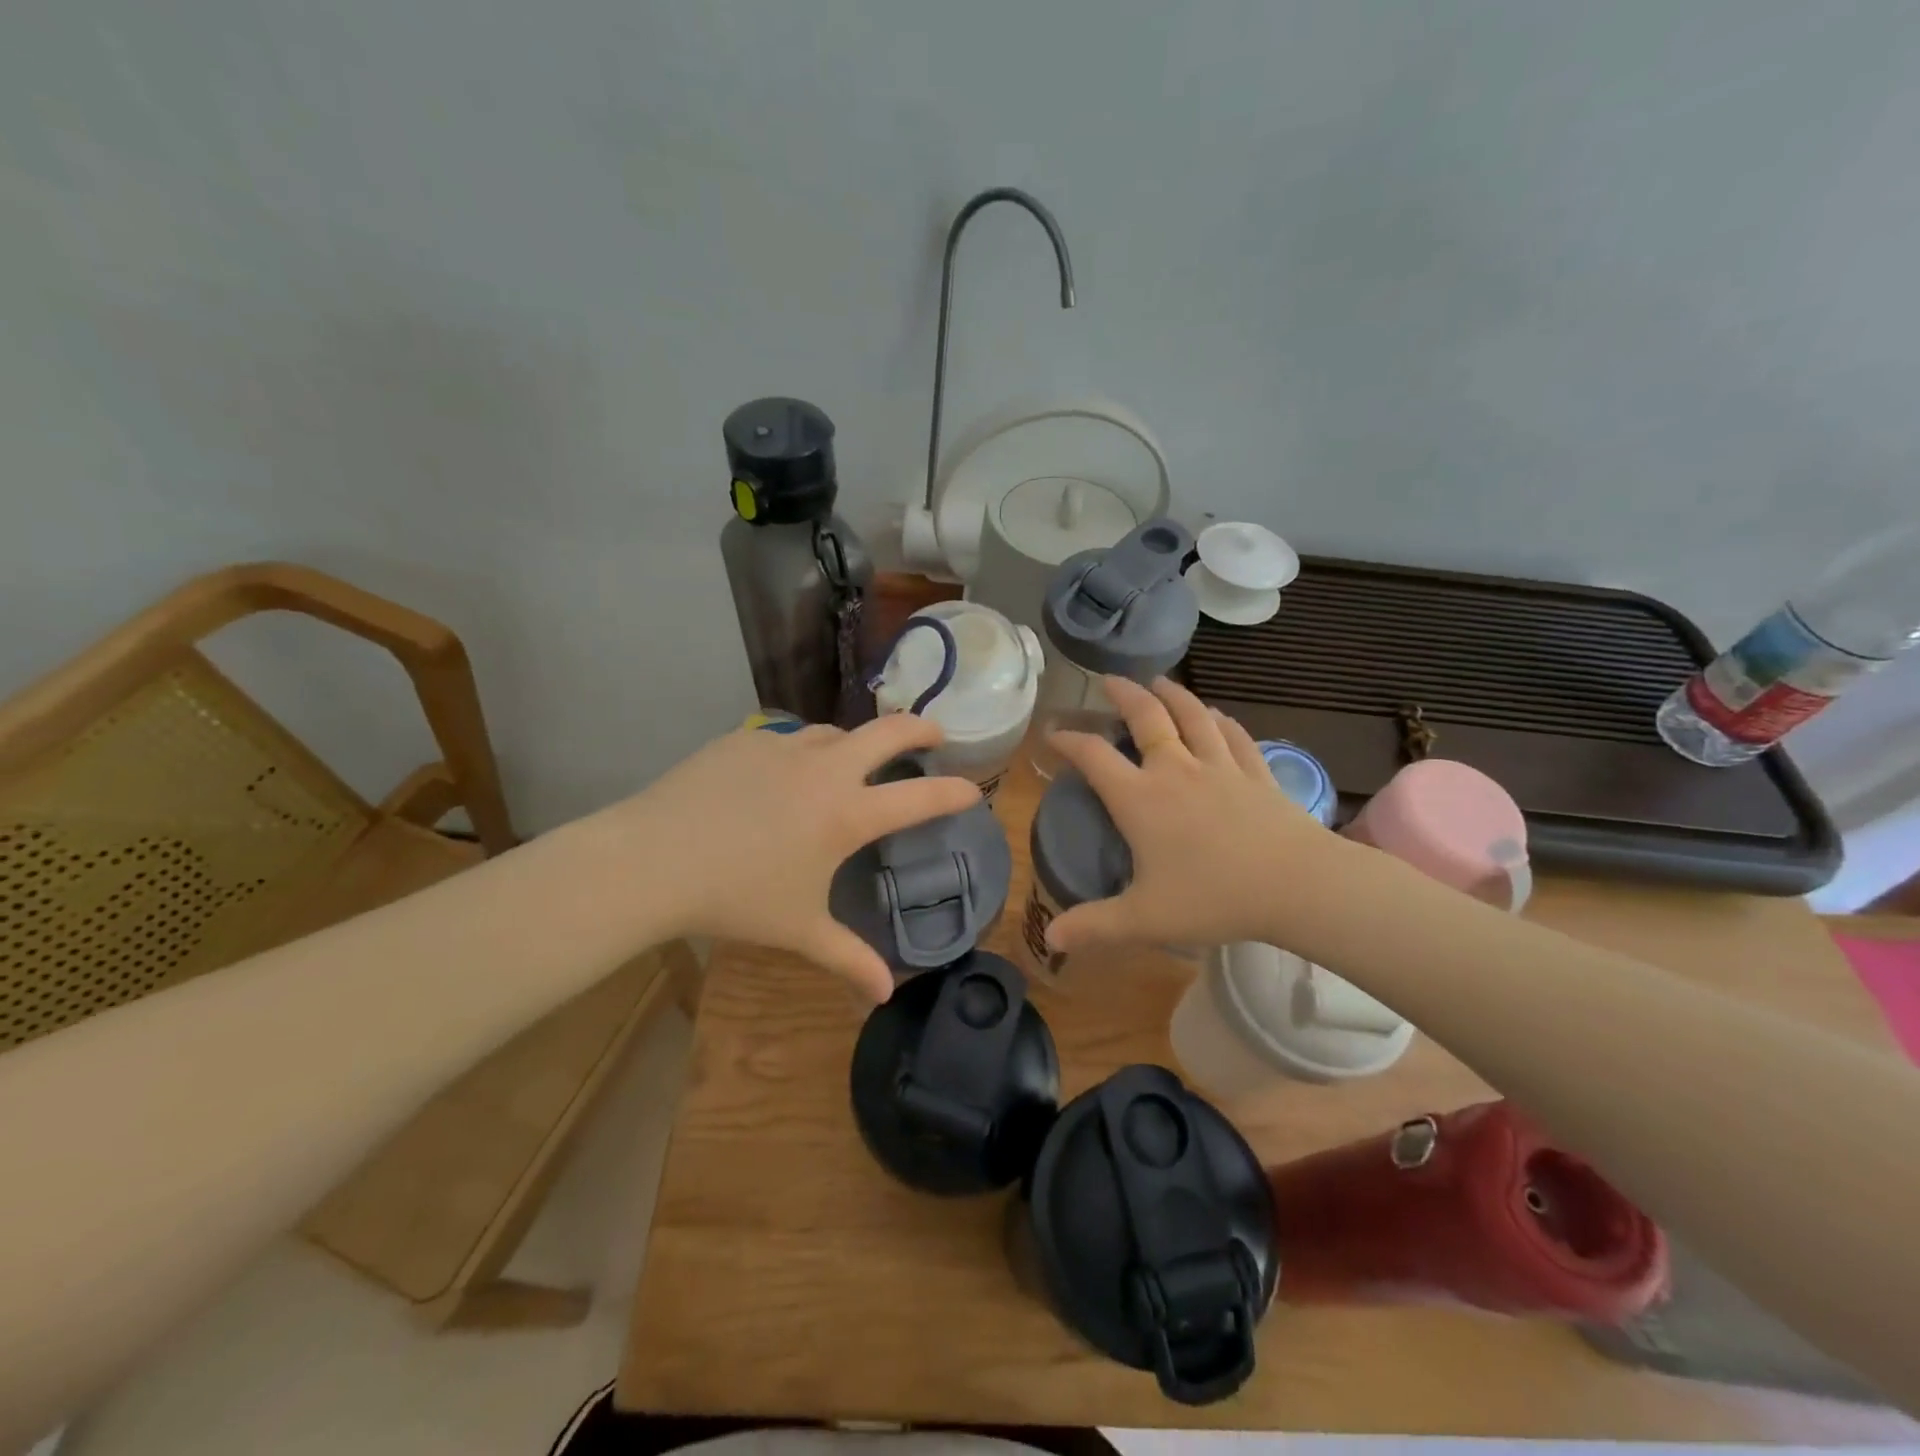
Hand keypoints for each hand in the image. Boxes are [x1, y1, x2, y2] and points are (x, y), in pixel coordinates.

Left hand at [610, 715, 978, 1001]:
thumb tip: (884, 999)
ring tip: (853, 759)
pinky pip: (785, 738)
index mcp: (847, 814)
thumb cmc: (736, 898)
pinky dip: (800, 751)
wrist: (651, 860)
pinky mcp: (744, 739)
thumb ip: (848, 960)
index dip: (954, 792)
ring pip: (834, 732)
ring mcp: (782, 747)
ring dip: (855, 742)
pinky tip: (782, 774)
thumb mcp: (799, 931)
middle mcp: (825, 770)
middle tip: (935, 733)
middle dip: (920, 728)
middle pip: (888, 732)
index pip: (919, 797)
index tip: (972, 789)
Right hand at [1045, 677, 1347, 955]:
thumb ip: (1094, 926)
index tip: (1052, 733)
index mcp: (1140, 799)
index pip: (1093, 756)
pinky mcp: (1257, 773)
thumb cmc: (1214, 898)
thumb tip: (1051, 939)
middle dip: (1123, 694)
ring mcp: (1220, 767)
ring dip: (1172, 694)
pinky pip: (1234, 736)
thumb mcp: (1144, 919)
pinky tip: (1217, 715)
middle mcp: (1176, 770)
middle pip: (1146, 718)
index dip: (1068, 740)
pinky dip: (1220, 721)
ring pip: (1192, 716)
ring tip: (1158, 681)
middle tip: (1109, 680)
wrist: (1297, 885)